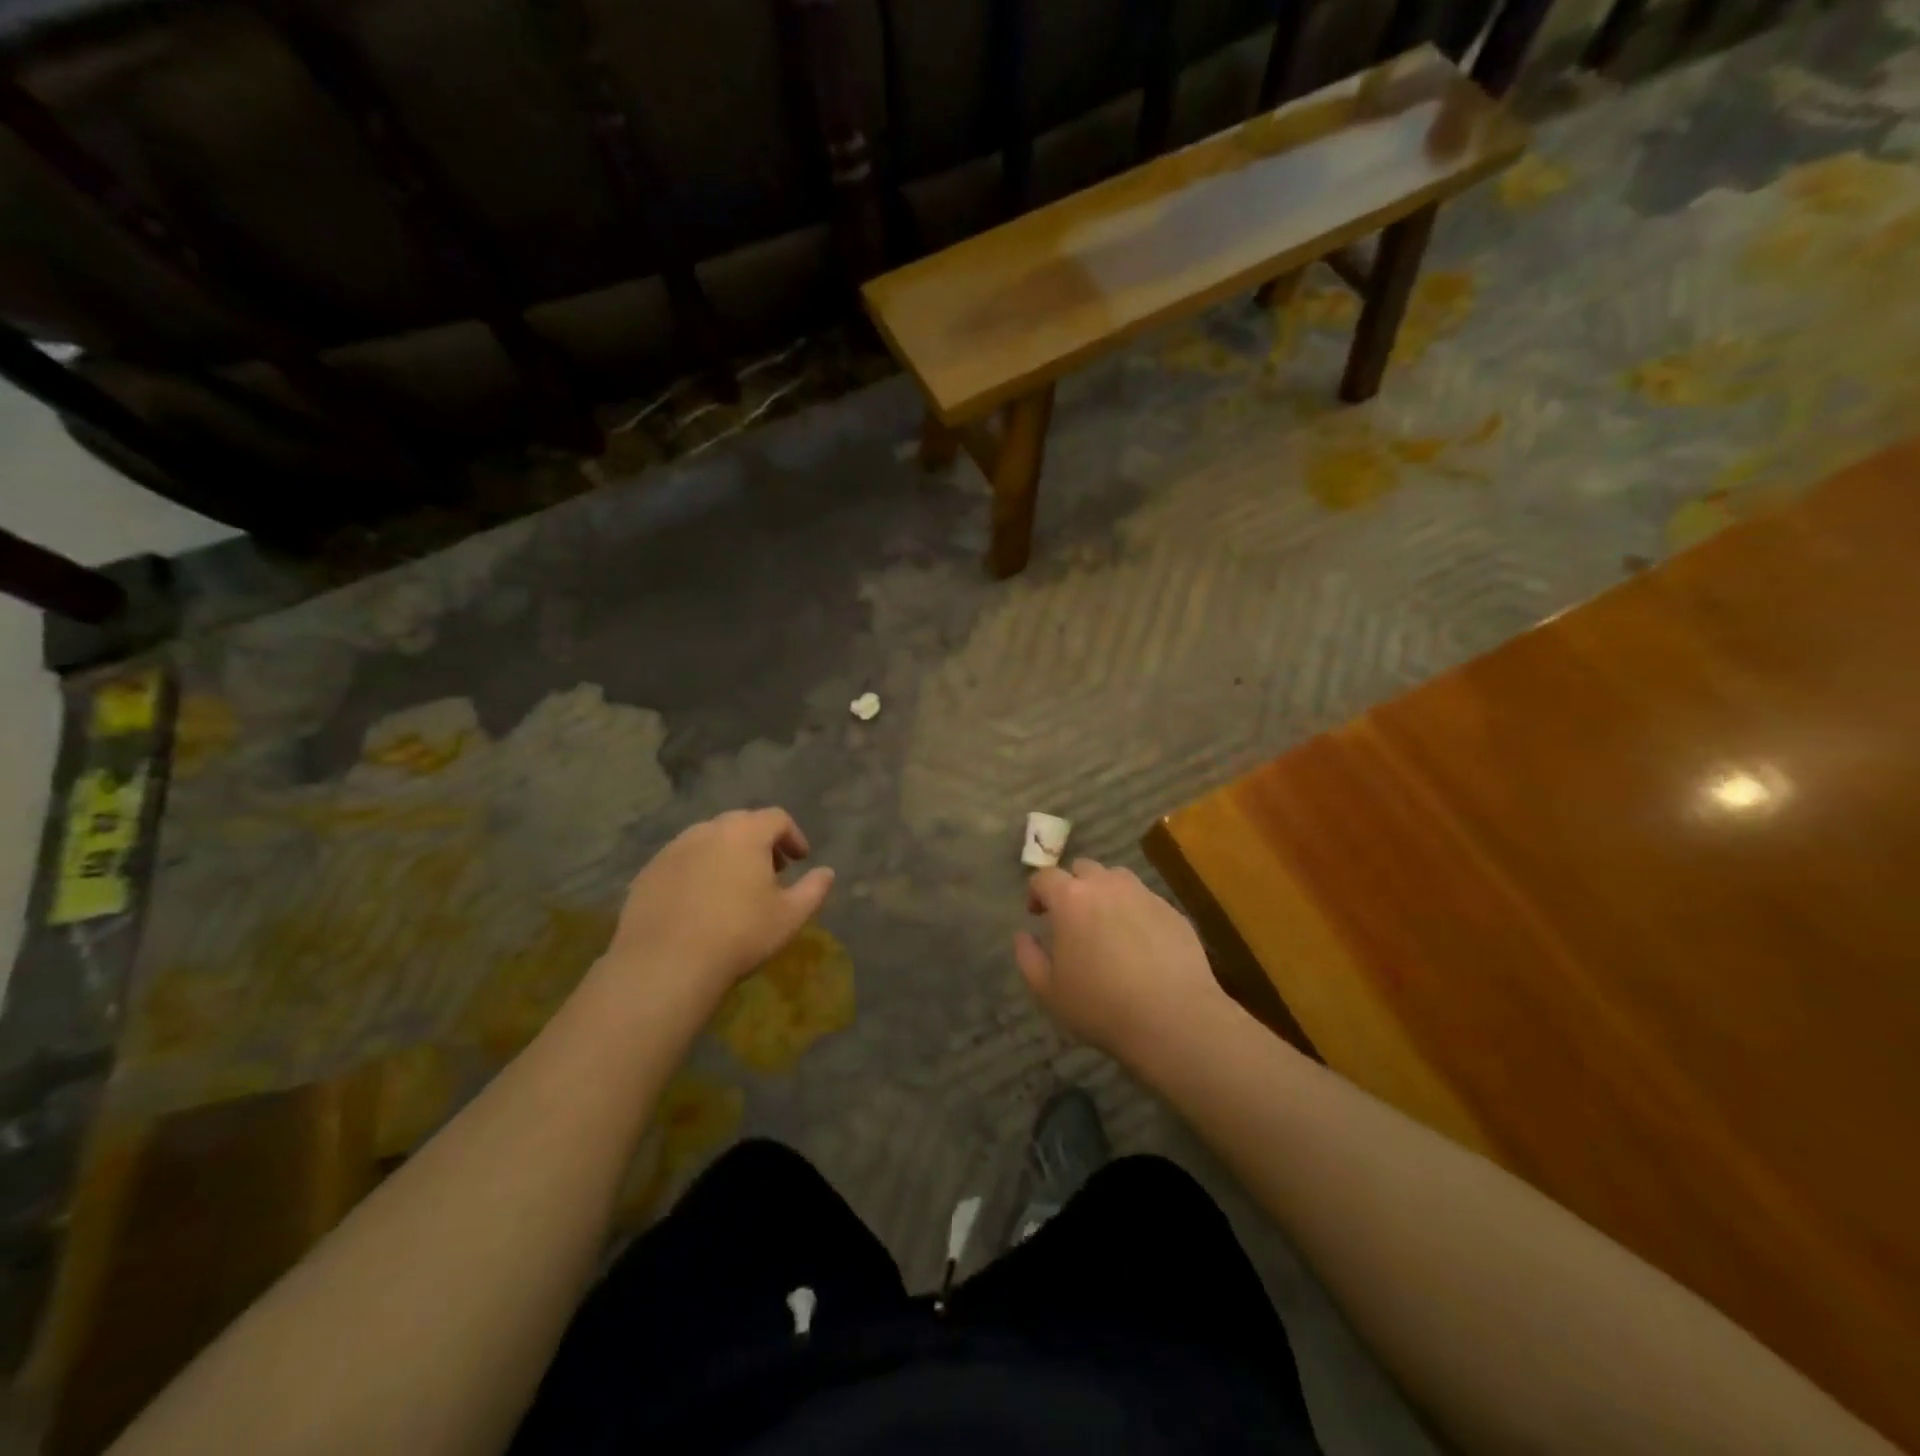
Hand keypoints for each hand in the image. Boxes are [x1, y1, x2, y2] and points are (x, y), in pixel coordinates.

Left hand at [604, 808, 834, 1014]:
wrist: (665, 965)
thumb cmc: (739, 935)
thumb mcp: (790, 916)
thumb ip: (814, 889)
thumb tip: (827, 872)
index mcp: (745, 833)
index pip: (777, 818)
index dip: (793, 836)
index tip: (800, 859)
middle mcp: (707, 831)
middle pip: (741, 823)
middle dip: (760, 841)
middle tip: (771, 870)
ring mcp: (673, 850)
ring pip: (707, 840)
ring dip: (727, 854)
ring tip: (734, 886)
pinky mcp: (648, 873)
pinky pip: (681, 861)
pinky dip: (698, 870)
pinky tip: (700, 902)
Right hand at [1015, 859, 1225, 1063]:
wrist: (1173, 1018)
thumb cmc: (1101, 1006)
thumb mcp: (1048, 991)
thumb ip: (1028, 958)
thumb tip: (1023, 936)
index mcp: (1071, 899)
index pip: (1044, 877)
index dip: (1036, 892)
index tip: (1037, 914)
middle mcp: (1107, 886)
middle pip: (1083, 869)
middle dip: (1072, 886)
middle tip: (1071, 918)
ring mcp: (1143, 895)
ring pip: (1117, 879)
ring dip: (1105, 893)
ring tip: (1106, 925)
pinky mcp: (1172, 911)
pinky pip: (1145, 900)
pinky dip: (1135, 912)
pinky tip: (1139, 943)